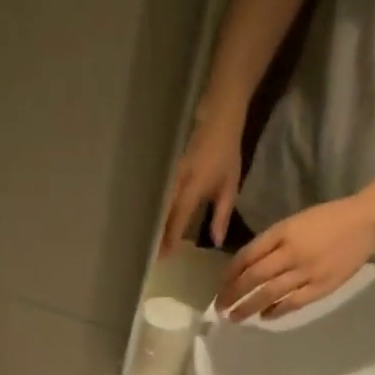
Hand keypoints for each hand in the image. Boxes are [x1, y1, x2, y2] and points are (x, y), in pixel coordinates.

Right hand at [160, 110, 244, 255]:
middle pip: (161, 212)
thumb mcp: (230, 186)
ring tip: (145, 244)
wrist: (217, 118)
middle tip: (149, 256)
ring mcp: (168, 174)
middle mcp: (177, 180)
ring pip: (155, 204)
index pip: (179, 215)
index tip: (163, 256)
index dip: (171, 236)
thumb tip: (216, 242)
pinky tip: (148, 224)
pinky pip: (156, 195)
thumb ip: (222, 215)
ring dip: (151, 224)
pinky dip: (152, 211)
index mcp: (194, 184)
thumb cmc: (225, 154)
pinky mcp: (163, 171)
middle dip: (155, 234)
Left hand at [219, 194, 374, 320]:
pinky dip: (276, 311)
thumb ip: (271, 243)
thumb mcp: (295, 222)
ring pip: (268, 293)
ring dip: (248, 307)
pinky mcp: (321, 286)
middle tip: (220, 307)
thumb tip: (245, 268)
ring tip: (234, 317)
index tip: (221, 286)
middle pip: (253, 277)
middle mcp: (291, 252)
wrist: (368, 221)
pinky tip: (265, 316)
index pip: (248, 255)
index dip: (230, 274)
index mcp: (283, 232)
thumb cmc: (328, 220)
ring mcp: (306, 271)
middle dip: (232, 294)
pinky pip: (293, 303)